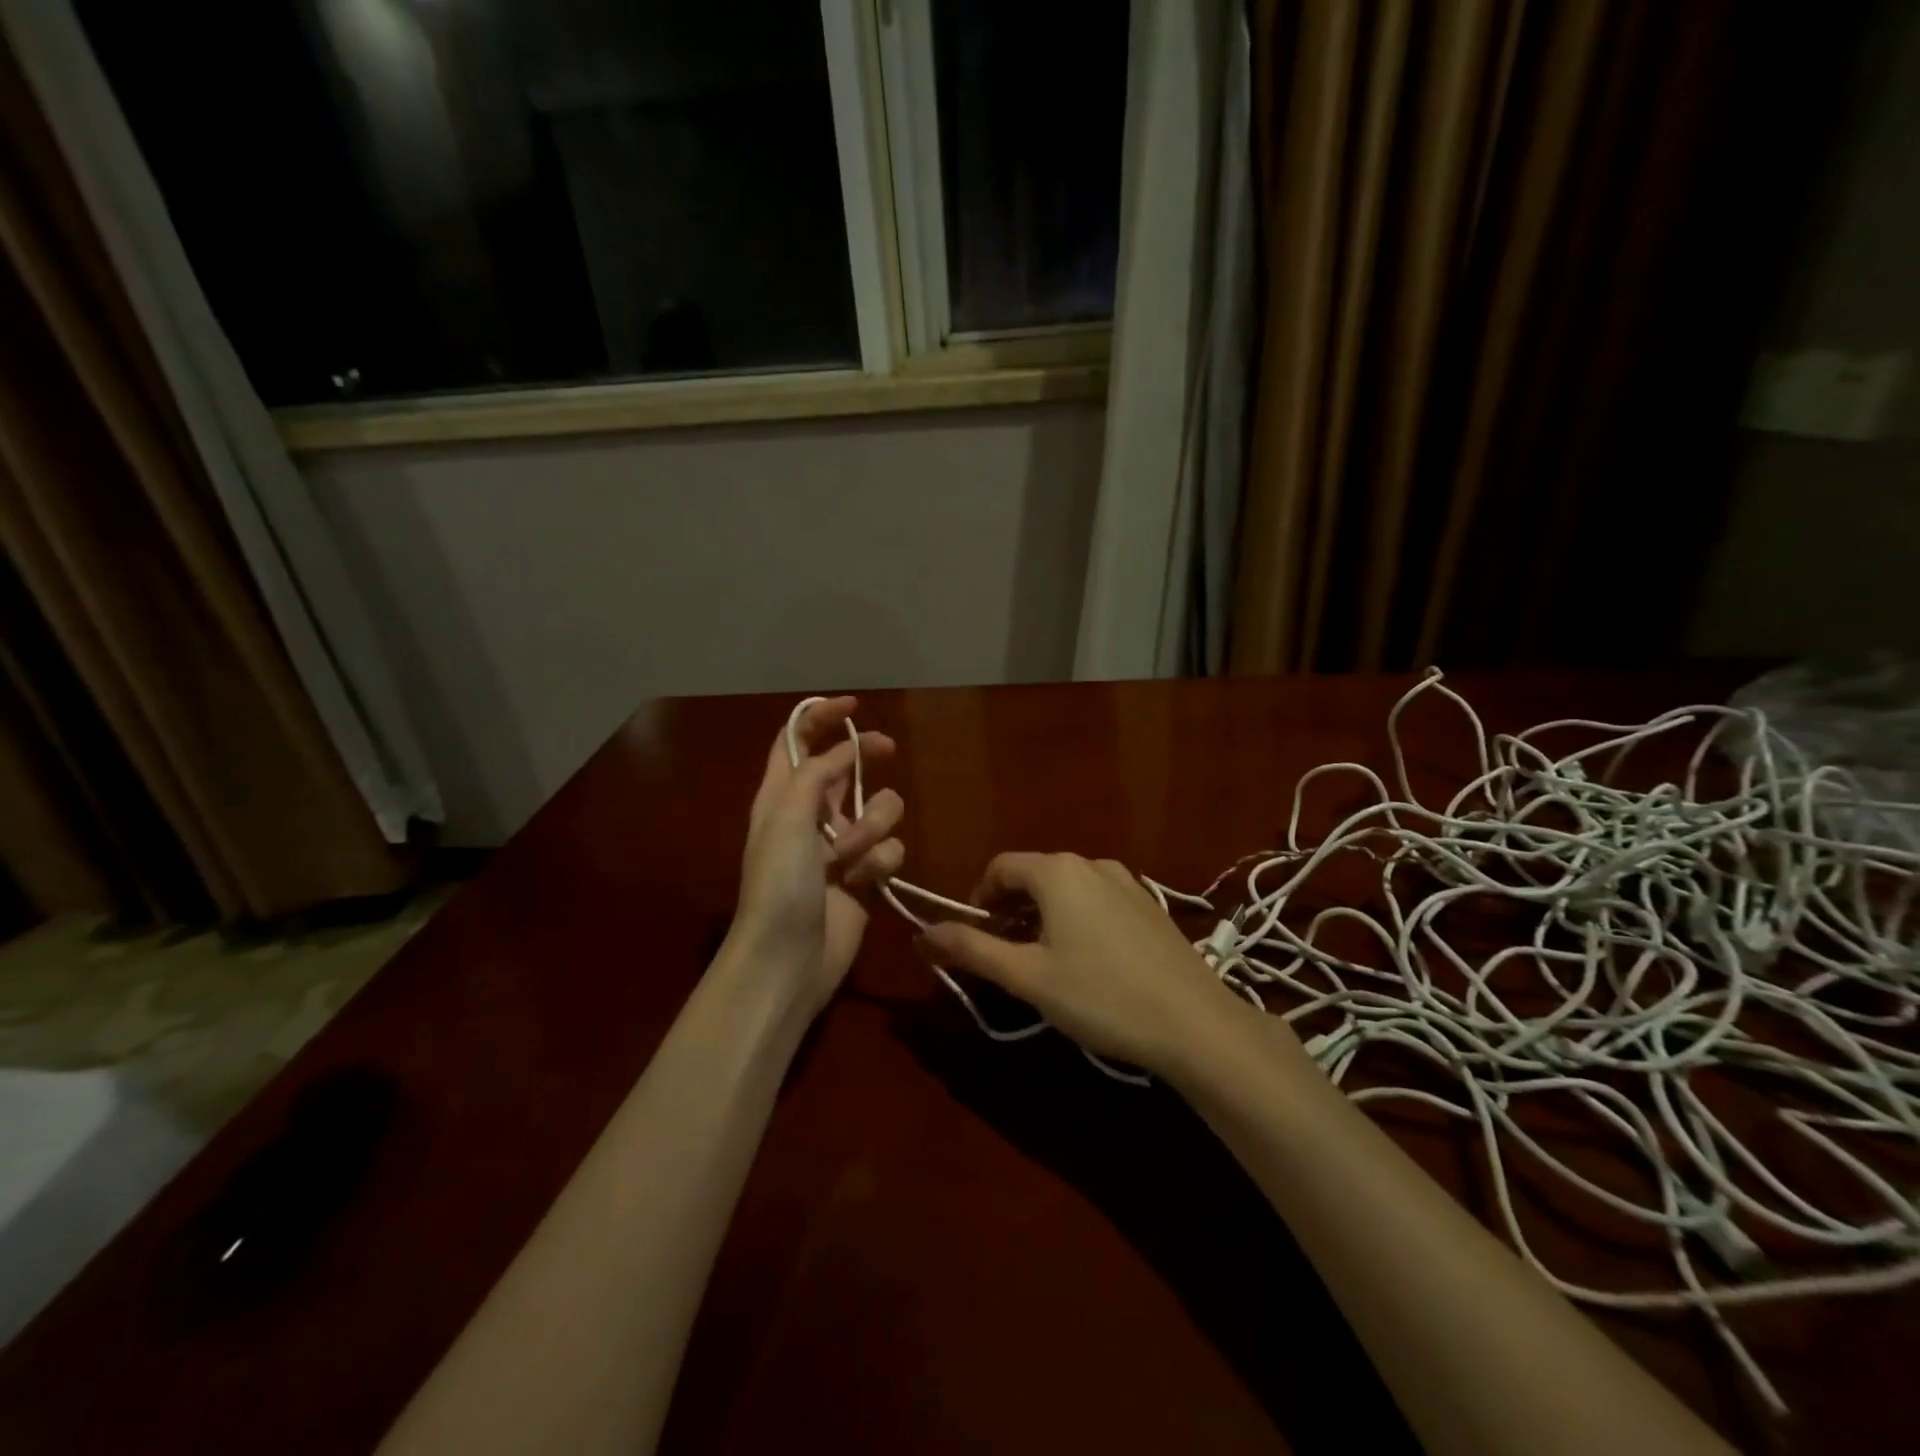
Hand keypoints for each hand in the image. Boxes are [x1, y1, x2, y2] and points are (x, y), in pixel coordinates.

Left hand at [729, 697, 904, 1018]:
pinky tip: (863, 882)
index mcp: (781, 795)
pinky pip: (890, 849)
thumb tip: (846, 749)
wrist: (789, 959)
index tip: (855, 704)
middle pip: (845, 766)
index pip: (797, 741)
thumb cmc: (779, 884)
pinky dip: (880, 862)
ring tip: (850, 856)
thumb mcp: (787, 818)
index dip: (821, 717)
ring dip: (872, 825)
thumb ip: (817, 774)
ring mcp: (841, 846)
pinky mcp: (866, 875)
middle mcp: (811, 814)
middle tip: (887, 749)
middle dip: (866, 757)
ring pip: (879, 808)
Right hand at [920, 853, 1256, 1077]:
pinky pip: (1096, 900)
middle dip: (1009, 910)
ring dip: (1042, 915)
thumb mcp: (1027, 977)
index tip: (974, 939)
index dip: (978, 900)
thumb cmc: (1101, 996)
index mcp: (1057, 872)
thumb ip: (972, 950)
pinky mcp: (1149, 905)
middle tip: (1005, 956)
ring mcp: (1126, 882)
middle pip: (1033, 876)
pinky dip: (1075, 919)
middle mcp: (1091, 864)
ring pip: (1066, 889)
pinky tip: (1087, 962)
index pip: (1000, 868)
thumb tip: (922, 933)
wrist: (1195, 1023)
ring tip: (1043, 962)